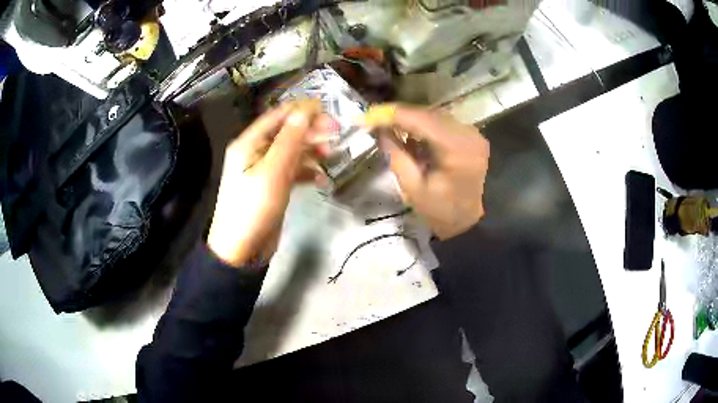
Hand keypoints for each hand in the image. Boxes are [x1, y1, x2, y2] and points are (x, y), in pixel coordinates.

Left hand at [207, 101, 324, 267]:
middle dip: (310, 131)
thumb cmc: (253, 208)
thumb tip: (305, 111)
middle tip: (336, 133)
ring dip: (310, 150)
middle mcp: (255, 152)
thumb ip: (290, 140)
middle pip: (286, 132)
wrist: (241, 250)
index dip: (302, 110)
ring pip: (291, 151)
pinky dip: (306, 171)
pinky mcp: (272, 186)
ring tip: (330, 155)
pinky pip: (291, 171)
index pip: (277, 116)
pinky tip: (319, 178)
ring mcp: (263, 170)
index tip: (328, 111)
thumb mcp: (273, 172)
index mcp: (248, 143)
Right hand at [375, 105, 489, 239]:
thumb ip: (396, 155)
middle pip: (426, 114)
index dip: (389, 115)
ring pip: (433, 116)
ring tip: (387, 127)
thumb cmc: (444, 212)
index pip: (419, 120)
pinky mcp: (471, 136)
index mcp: (455, 148)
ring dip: (410, 120)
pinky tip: (409, 135)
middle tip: (372, 120)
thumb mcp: (413, 188)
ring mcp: (472, 133)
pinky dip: (423, 127)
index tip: (364, 117)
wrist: (474, 222)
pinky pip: (442, 124)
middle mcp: (467, 133)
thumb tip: (380, 131)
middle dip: (398, 116)